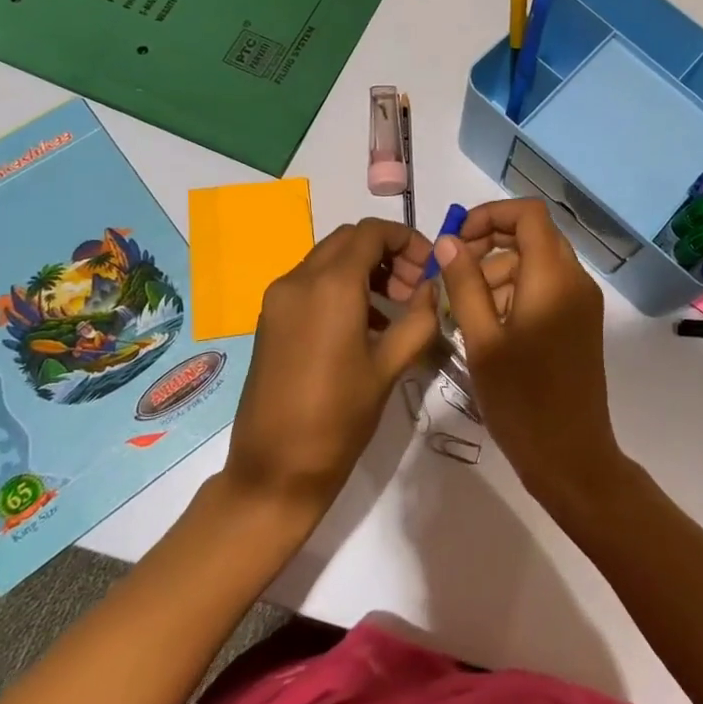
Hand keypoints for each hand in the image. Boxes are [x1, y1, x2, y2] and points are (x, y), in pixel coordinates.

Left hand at [220, 219, 437, 518]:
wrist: (274, 471)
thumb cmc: (339, 419)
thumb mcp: (390, 367)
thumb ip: (419, 319)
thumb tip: (432, 289)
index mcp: (330, 286)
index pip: (372, 232)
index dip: (408, 240)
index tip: (431, 269)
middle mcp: (298, 280)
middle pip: (349, 240)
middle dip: (388, 253)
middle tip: (414, 288)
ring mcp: (279, 299)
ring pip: (329, 259)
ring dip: (365, 269)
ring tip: (395, 309)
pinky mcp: (270, 319)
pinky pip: (311, 283)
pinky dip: (342, 286)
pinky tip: (365, 325)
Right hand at [434, 199, 628, 518]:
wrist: (571, 456)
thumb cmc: (521, 400)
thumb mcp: (482, 341)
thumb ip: (464, 284)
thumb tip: (449, 241)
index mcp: (553, 277)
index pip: (529, 213)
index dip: (490, 215)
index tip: (457, 240)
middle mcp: (575, 280)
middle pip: (533, 235)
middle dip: (490, 244)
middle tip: (453, 272)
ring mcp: (582, 302)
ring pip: (538, 261)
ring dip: (500, 270)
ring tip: (463, 306)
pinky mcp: (580, 322)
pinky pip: (547, 287)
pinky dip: (517, 291)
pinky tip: (489, 324)